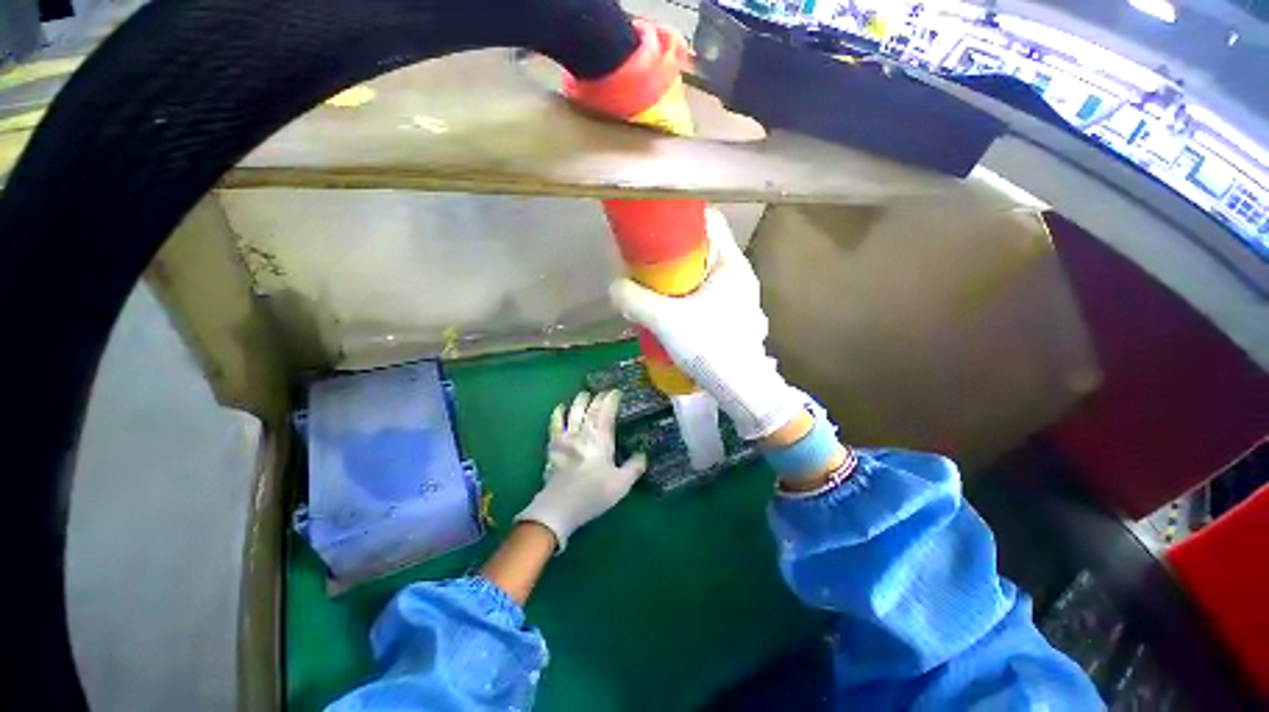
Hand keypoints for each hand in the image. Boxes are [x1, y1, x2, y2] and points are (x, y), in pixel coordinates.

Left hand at [515, 390, 646, 550]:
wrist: (560, 506)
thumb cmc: (594, 493)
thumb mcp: (622, 484)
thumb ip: (634, 467)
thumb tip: (643, 455)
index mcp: (601, 438)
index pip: (607, 411)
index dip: (612, 399)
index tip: (617, 392)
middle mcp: (583, 432)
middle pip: (590, 409)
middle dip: (597, 398)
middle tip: (603, 392)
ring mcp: (566, 437)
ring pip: (573, 412)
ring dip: (579, 401)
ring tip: (584, 394)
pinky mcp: (553, 446)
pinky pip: (555, 424)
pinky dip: (558, 413)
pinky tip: (560, 408)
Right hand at [609, 209, 801, 439]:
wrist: (741, 390)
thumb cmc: (709, 347)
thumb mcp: (665, 321)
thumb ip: (635, 300)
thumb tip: (615, 287)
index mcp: (732, 264)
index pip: (708, 222)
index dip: (679, 221)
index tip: (653, 232)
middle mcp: (740, 276)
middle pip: (703, 251)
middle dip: (673, 257)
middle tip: (647, 269)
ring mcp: (741, 299)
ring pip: (705, 277)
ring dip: (680, 282)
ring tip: (656, 295)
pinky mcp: (736, 319)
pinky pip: (708, 297)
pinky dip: (689, 299)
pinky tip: (673, 316)